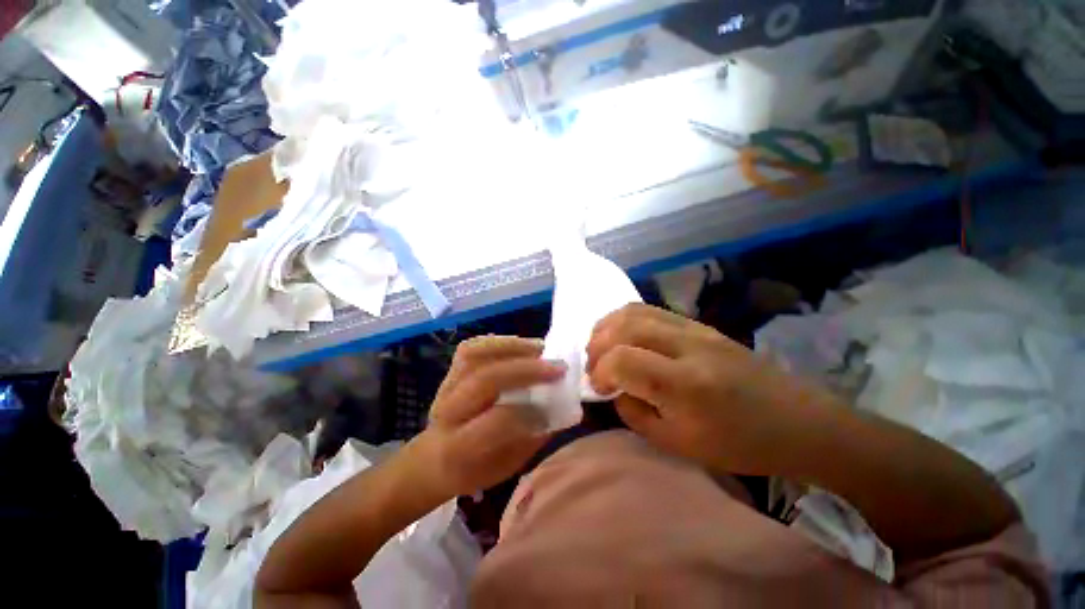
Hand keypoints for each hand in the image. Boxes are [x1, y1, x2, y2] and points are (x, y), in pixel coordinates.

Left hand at [408, 336, 565, 498]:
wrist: (434, 458)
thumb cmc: (475, 467)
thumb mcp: (506, 466)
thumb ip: (533, 438)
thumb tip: (563, 409)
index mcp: (460, 446)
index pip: (497, 420)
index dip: (530, 411)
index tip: (556, 404)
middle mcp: (449, 411)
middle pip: (486, 380)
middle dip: (527, 370)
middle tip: (558, 367)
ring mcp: (447, 385)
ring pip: (475, 355)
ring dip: (513, 347)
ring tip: (541, 349)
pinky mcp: (450, 371)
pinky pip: (472, 347)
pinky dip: (498, 341)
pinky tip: (521, 345)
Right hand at [587, 304, 838, 475]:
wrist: (797, 421)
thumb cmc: (741, 444)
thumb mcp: (678, 444)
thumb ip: (635, 414)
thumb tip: (615, 389)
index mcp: (686, 385)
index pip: (623, 360)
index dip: (601, 373)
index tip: (600, 388)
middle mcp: (688, 346)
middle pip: (624, 327)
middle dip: (597, 346)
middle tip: (595, 367)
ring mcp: (694, 328)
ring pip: (634, 311)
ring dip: (607, 328)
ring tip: (602, 348)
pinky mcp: (698, 323)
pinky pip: (649, 309)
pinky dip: (625, 319)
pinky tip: (622, 335)